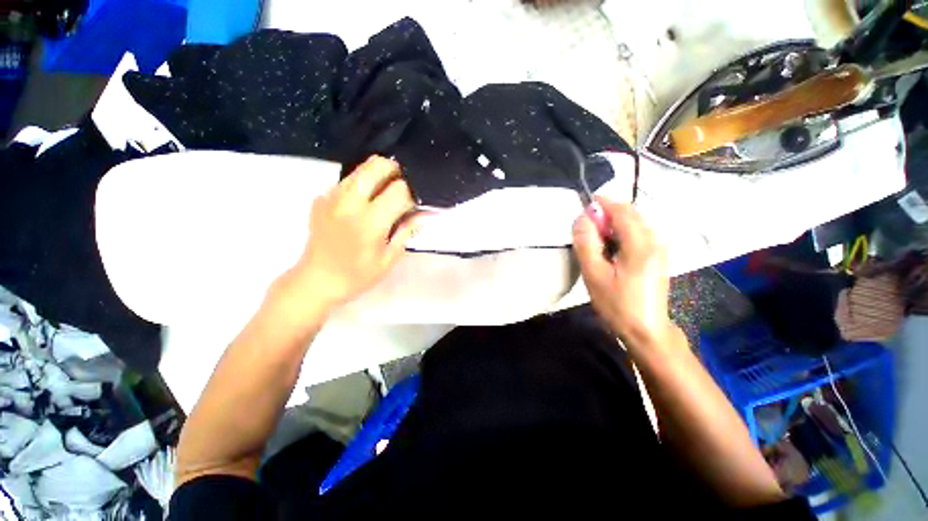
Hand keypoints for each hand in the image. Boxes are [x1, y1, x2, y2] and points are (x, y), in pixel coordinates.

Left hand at [285, 156, 425, 309]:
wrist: (316, 280)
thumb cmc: (357, 275)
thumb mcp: (389, 258)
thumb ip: (408, 230)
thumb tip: (428, 213)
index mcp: (369, 222)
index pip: (400, 190)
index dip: (412, 196)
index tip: (413, 206)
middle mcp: (349, 202)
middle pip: (377, 165)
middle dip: (396, 172)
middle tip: (401, 191)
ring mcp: (331, 197)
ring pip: (361, 168)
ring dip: (378, 177)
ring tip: (383, 198)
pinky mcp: (321, 197)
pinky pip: (347, 180)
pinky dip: (362, 186)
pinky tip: (363, 206)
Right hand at [572, 197, 675, 348]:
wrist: (646, 330)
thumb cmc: (617, 304)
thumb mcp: (594, 274)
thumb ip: (586, 244)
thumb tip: (582, 218)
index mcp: (641, 245)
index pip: (623, 212)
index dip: (604, 203)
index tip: (586, 204)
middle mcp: (655, 242)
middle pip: (632, 215)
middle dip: (609, 213)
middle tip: (587, 226)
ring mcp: (660, 250)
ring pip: (636, 224)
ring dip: (615, 223)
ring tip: (596, 237)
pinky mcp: (658, 257)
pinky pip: (640, 234)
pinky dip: (623, 232)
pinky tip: (611, 247)